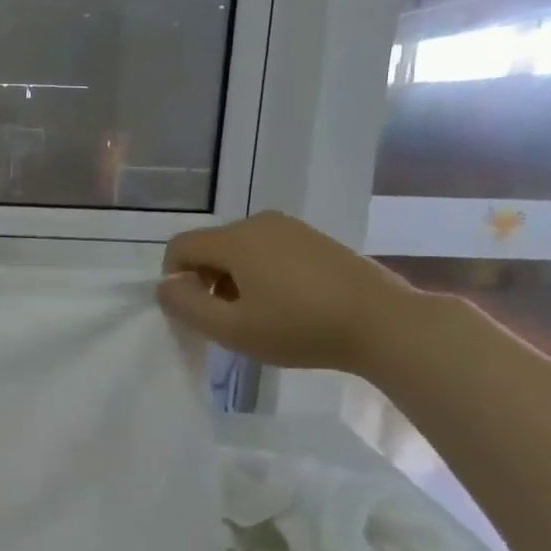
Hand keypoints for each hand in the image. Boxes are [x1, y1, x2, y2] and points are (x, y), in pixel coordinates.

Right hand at [158, 211, 421, 373]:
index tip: (195, 312)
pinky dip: (261, 273)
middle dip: (206, 280)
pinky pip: (267, 250)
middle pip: (209, 246)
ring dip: (233, 279)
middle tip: (228, 319)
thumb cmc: (301, 328)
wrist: (385, 324)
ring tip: (259, 314)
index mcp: (235, 239)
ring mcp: (290, 227)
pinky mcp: (314, 238)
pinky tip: (286, 303)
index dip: (174, 279)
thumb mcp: (233, 328)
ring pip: (239, 249)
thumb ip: (187, 306)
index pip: (180, 247)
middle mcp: (259, 222)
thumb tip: (165, 286)